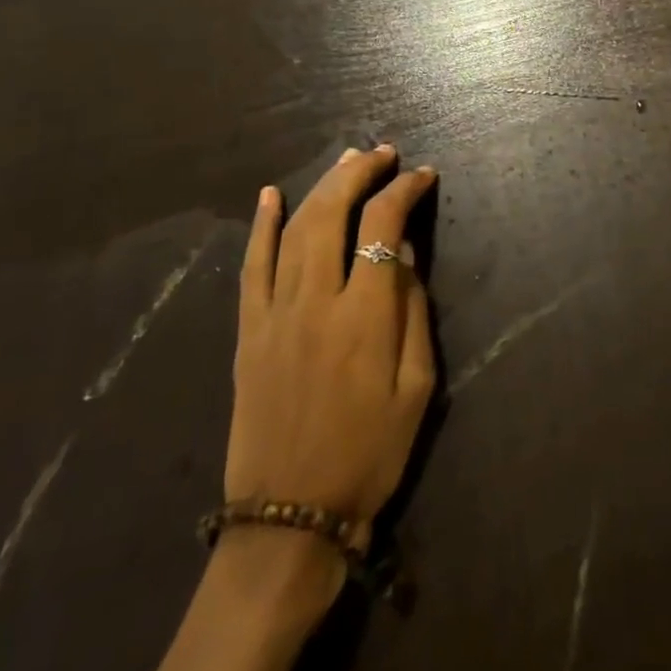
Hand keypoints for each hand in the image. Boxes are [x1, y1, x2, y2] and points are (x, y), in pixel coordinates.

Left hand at [226, 146, 437, 553]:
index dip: (405, 191)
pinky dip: (260, 226)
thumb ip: (414, 312)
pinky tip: (270, 195)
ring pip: (294, 229)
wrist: (290, 518)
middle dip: (361, 172)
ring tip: (346, 161)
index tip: (424, 175)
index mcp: (365, 316)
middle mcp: (316, 302)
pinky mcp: (247, 332)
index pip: (384, 226)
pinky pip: (251, 267)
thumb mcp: (418, 387)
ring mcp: (274, 314)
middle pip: (334, 212)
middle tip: (384, 153)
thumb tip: (408, 254)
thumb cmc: (371, 454)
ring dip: (322, 187)